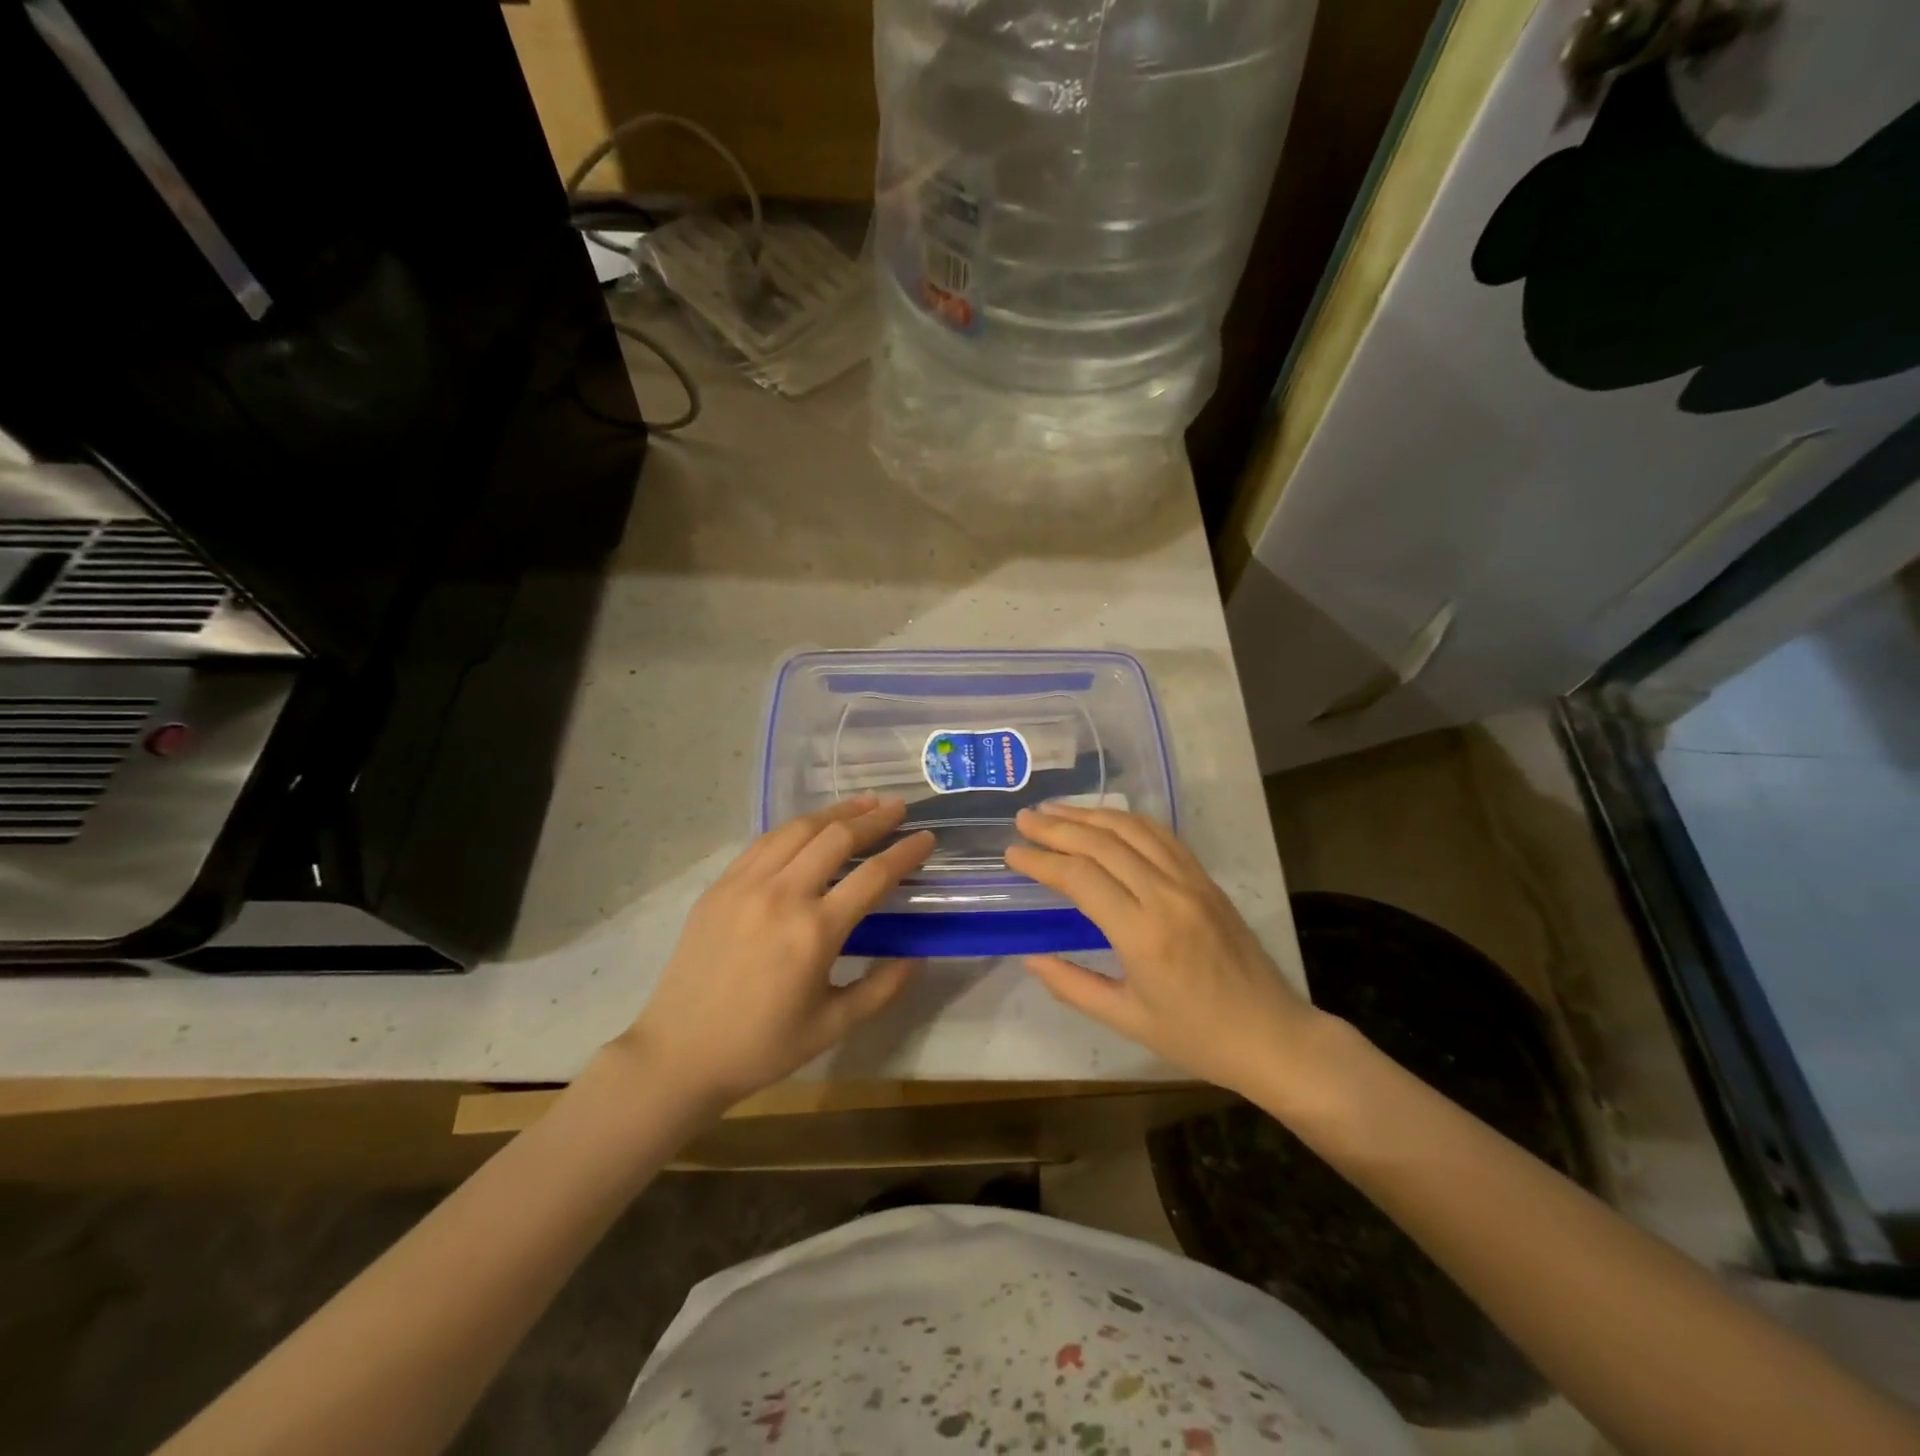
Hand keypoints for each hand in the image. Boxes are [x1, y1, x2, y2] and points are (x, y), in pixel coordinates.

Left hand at [622, 796, 933, 1108]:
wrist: (679, 1053)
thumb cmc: (762, 1045)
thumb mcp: (833, 1026)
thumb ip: (882, 989)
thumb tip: (918, 957)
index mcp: (814, 932)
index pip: (873, 876)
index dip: (905, 853)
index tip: (927, 837)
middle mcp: (782, 895)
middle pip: (836, 839)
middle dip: (874, 818)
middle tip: (899, 808)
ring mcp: (746, 884)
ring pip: (798, 829)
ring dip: (836, 812)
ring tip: (863, 802)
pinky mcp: (721, 885)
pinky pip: (765, 841)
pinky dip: (796, 826)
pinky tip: (811, 825)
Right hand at [1004, 804, 1326, 1101]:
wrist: (1273, 1035)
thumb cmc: (1196, 1037)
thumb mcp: (1126, 1019)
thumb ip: (1072, 985)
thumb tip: (1029, 957)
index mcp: (1143, 934)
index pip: (1081, 877)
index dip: (1042, 861)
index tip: (1012, 852)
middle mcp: (1167, 895)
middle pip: (1103, 843)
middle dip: (1057, 827)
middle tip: (1023, 819)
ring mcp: (1191, 882)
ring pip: (1133, 830)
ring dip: (1090, 815)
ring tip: (1054, 809)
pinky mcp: (1206, 879)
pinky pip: (1162, 836)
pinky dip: (1127, 821)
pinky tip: (1105, 819)